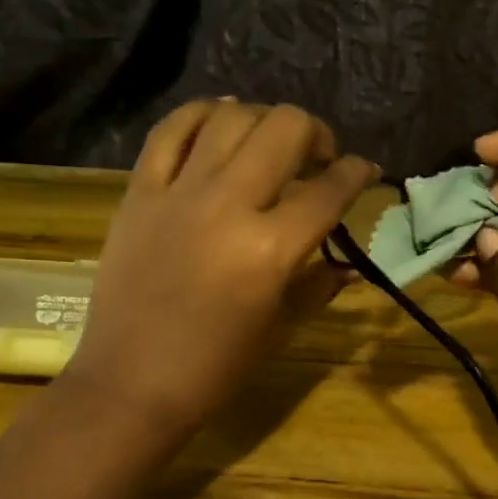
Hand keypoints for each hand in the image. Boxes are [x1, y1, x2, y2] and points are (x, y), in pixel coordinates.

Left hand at [64, 101, 376, 447]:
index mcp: (271, 250)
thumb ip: (318, 284)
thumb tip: (348, 263)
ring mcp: (179, 193)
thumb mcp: (280, 328)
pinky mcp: (139, 192)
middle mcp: (228, 206)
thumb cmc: (216, 368)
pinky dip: (201, 115)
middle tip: (318, 159)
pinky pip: (170, 130)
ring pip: (230, 117)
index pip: (330, 190)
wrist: (132, 383)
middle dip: (317, 134)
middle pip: (285, 129)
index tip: (365, 171)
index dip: (359, 172)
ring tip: (269, 143)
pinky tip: (219, 122)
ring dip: (263, 121)